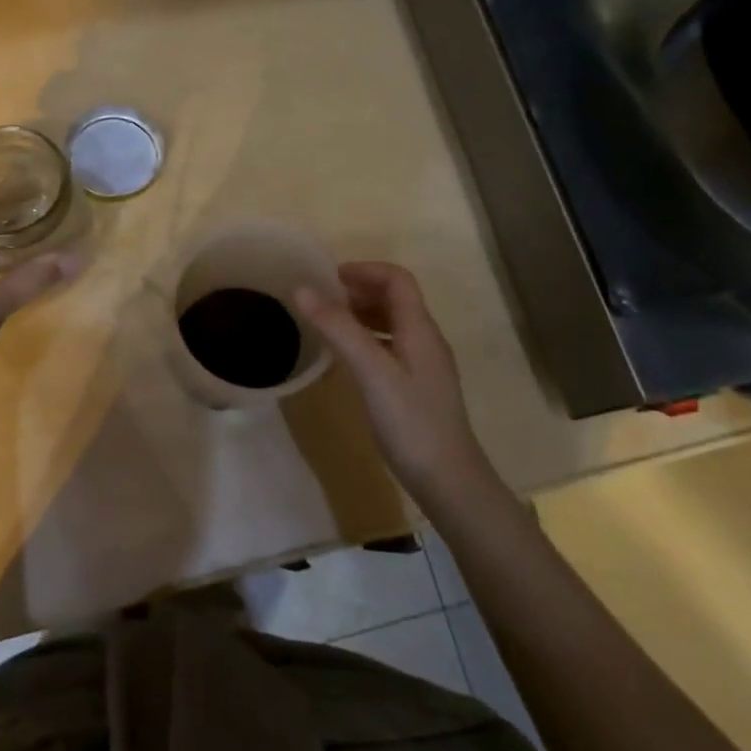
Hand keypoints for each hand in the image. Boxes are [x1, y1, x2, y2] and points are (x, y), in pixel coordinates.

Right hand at [294, 263, 488, 498]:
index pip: (397, 279)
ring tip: (327, 322)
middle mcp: (425, 340)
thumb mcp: (371, 371)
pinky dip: (366, 339)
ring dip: (361, 314)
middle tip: (321, 298)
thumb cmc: (411, 422)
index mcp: (420, 328)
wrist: (449, 481)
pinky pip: (389, 346)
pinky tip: (345, 357)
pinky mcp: (416, 387)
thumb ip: (338, 329)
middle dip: (359, 290)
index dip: (364, 270)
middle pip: (395, 298)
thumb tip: (302, 289)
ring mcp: (423, 364)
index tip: (328, 277)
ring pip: (392, 323)